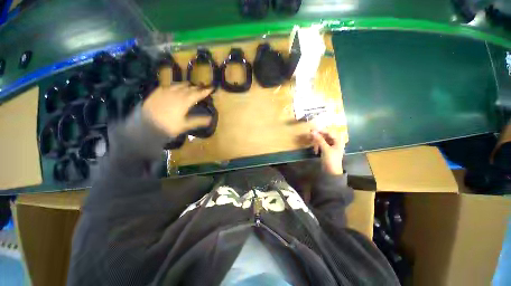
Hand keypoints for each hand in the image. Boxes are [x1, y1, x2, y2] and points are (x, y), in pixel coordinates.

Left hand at [142, 84, 212, 136]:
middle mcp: (177, 93)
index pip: (198, 94)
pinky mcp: (157, 91)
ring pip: (179, 85)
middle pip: (190, 88)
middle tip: (203, 87)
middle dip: (197, 87)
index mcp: (185, 101)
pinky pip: (169, 85)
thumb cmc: (168, 127)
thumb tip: (211, 119)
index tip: (212, 88)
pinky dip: (175, 86)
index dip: (206, 91)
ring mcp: (166, 91)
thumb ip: (198, 121)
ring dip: (187, 85)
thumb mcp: (185, 125)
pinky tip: (176, 87)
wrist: (146, 126)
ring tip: (191, 86)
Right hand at [311, 129, 346, 174]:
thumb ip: (319, 139)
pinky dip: (317, 146)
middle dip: (317, 136)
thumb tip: (312, 131)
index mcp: (338, 140)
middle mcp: (334, 141)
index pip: (329, 132)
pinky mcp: (326, 150)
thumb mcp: (325, 149)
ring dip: (316, 141)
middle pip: (325, 135)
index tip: (312, 130)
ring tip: (312, 145)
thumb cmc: (331, 160)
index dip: (320, 130)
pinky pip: (321, 144)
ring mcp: (330, 146)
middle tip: (310, 136)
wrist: (332, 172)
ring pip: (322, 140)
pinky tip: (315, 150)